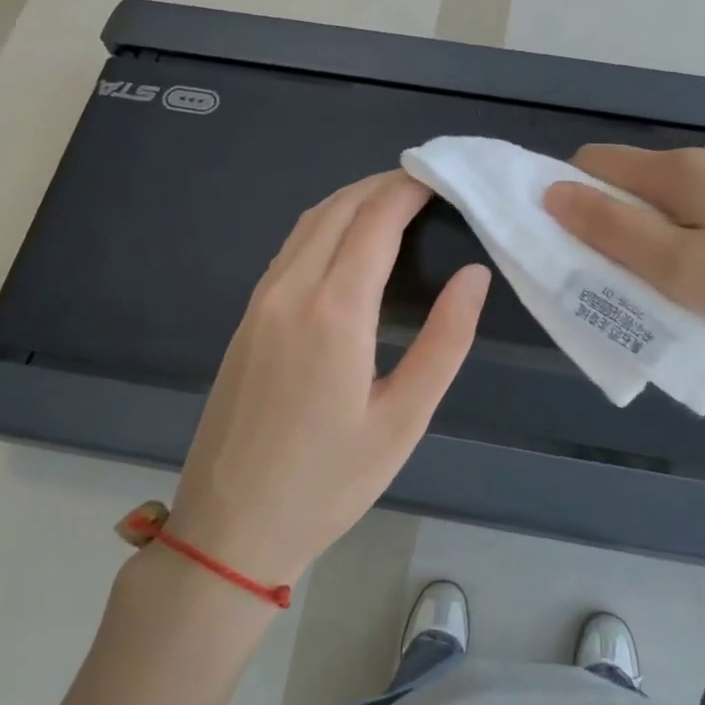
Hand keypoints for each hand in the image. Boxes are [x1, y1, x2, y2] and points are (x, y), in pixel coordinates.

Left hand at [162, 171, 489, 585]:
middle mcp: (291, 290)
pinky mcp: (248, 316)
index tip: (446, 176)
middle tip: (431, 184)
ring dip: (354, 199)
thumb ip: (445, 340)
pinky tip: (351, 241)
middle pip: (340, 207)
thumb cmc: (329, 482)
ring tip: (398, 202)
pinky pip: (291, 247)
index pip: (376, 218)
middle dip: (385, 183)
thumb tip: (474, 275)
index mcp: (334, 311)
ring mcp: (262, 300)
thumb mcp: (404, 419)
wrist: (230, 527)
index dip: (411, 187)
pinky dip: (327, 224)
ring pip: (310, 221)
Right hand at [542, 134, 704, 357]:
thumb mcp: (680, 272)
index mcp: (683, 170)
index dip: (580, 193)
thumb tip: (553, 191)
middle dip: (643, 215)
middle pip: (654, 175)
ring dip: (694, 214)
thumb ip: (611, 231)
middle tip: (667, 272)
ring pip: (704, 182)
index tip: (592, 239)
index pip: (601, 162)